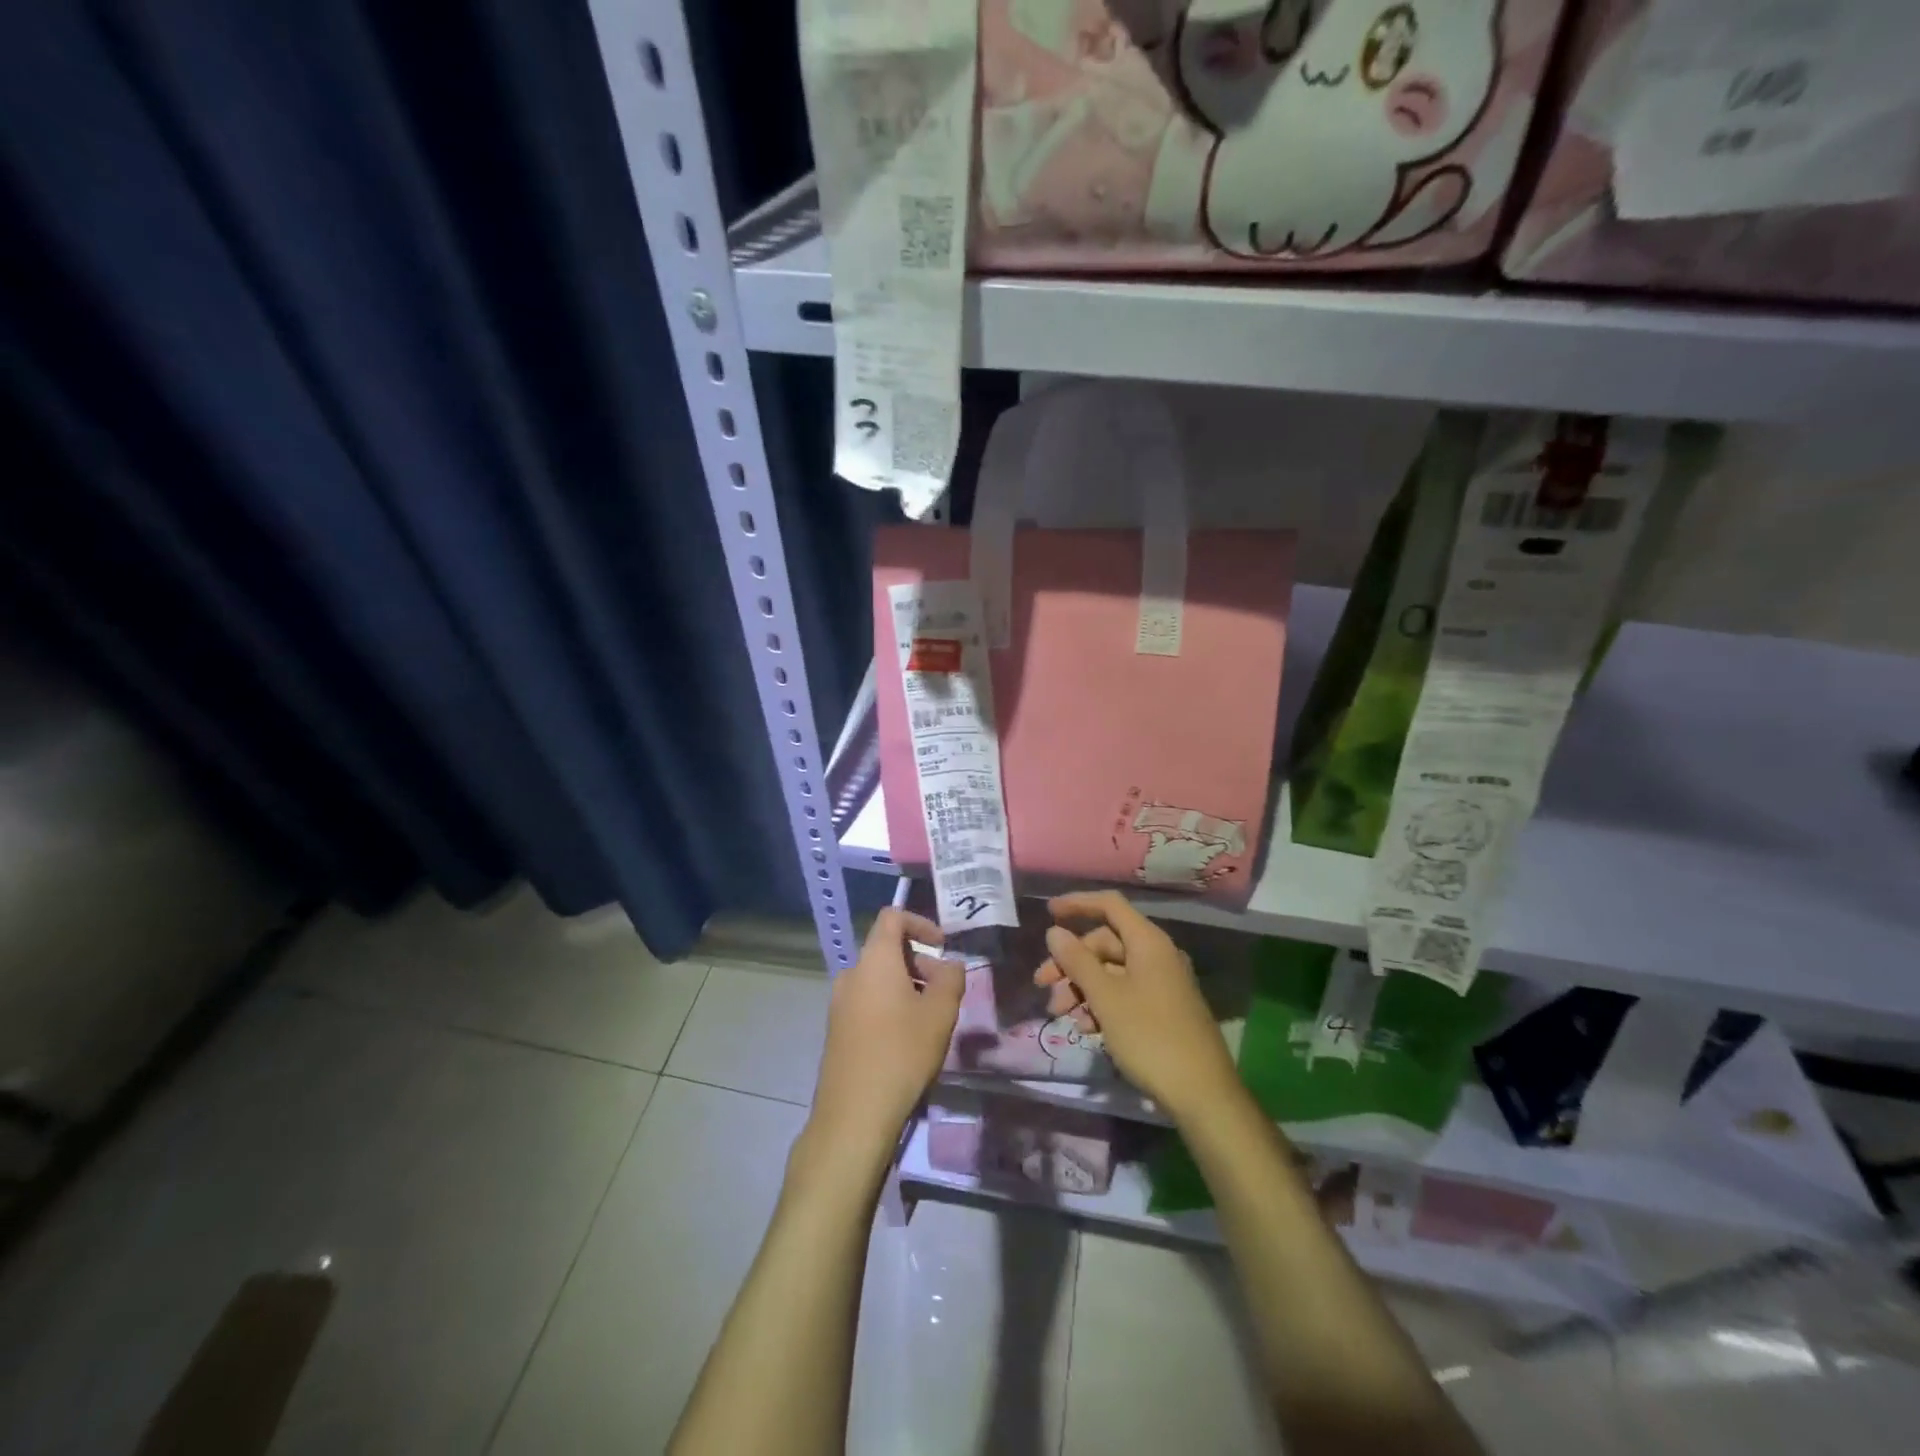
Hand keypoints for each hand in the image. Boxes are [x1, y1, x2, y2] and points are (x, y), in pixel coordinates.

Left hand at [806, 908, 964, 1159]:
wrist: (854, 1113)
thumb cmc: (902, 1052)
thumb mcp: (940, 1013)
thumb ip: (951, 979)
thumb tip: (950, 965)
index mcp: (874, 959)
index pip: (892, 917)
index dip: (920, 923)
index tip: (942, 946)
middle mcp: (851, 973)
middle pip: (886, 949)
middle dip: (919, 961)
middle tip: (944, 990)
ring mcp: (839, 1002)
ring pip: (878, 978)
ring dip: (907, 985)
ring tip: (930, 1017)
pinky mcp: (837, 1029)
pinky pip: (867, 1001)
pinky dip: (890, 1004)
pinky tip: (907, 1038)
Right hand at [1035, 890, 1238, 1119]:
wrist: (1202, 1094)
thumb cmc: (1150, 1036)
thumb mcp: (1106, 998)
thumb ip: (1078, 961)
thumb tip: (1055, 932)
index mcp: (1148, 942)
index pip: (1109, 906)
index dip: (1077, 903)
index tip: (1047, 913)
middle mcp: (1157, 956)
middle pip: (1105, 943)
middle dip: (1071, 962)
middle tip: (1043, 985)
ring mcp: (1161, 984)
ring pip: (1111, 972)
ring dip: (1081, 987)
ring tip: (1061, 1014)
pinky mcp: (1161, 1010)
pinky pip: (1124, 994)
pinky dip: (1100, 1005)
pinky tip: (1086, 1029)